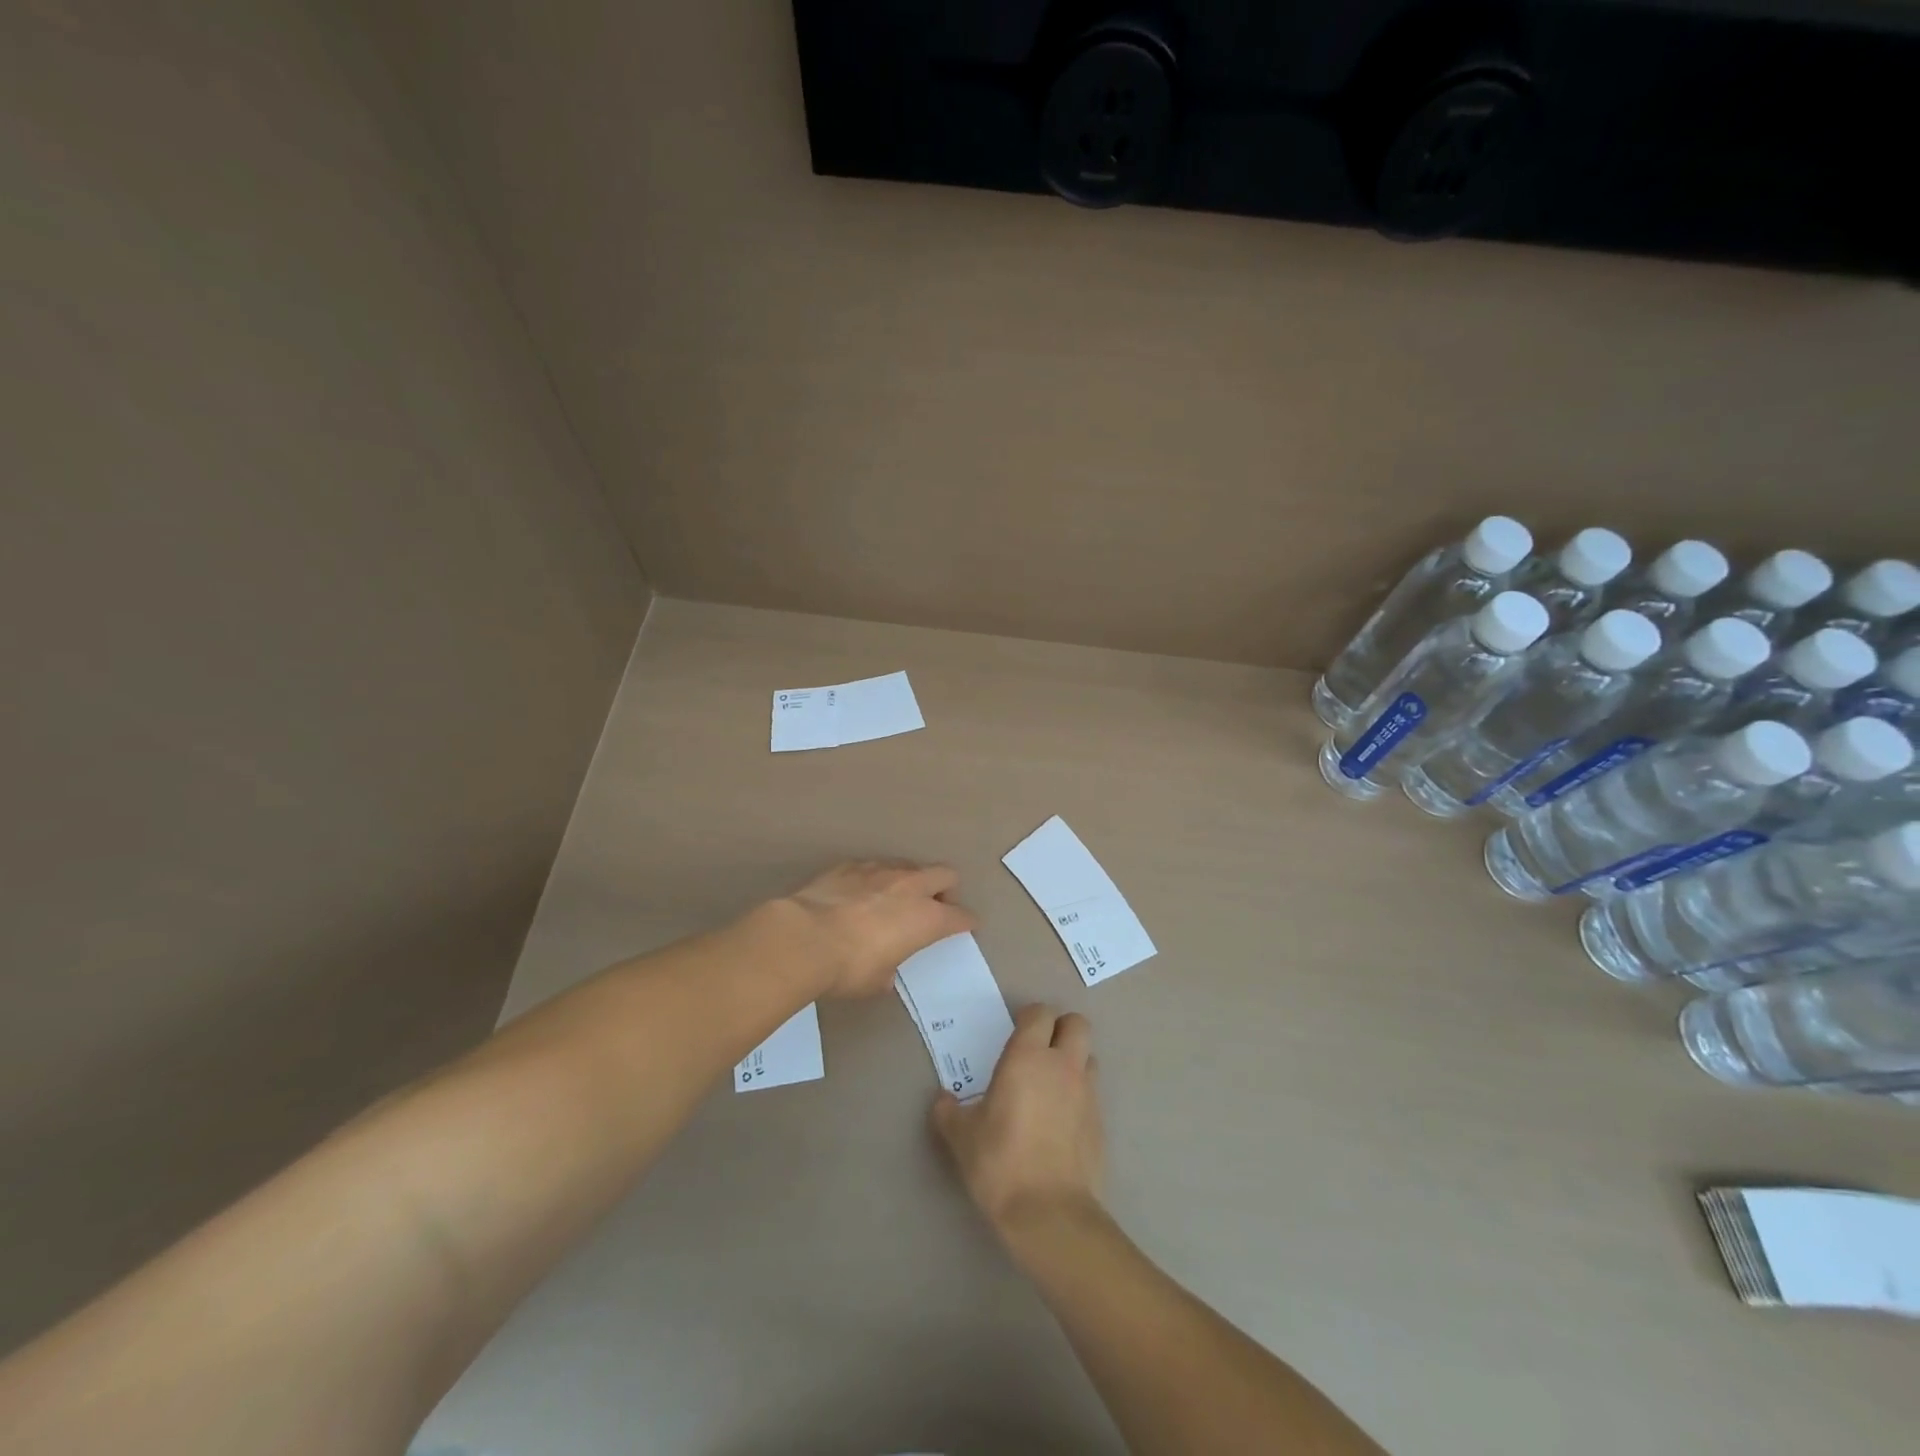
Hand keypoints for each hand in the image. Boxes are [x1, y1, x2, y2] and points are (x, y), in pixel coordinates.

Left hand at [779, 859, 975, 998]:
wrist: (804, 937)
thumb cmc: (849, 967)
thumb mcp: (877, 980)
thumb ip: (890, 968)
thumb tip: (885, 969)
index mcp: (926, 918)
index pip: (960, 916)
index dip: (967, 922)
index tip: (968, 926)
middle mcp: (910, 887)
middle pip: (945, 874)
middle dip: (947, 889)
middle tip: (937, 905)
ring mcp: (881, 870)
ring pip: (910, 865)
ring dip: (911, 880)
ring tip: (896, 897)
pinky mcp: (851, 865)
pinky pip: (875, 866)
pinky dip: (877, 878)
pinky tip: (862, 892)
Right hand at [932, 1005, 1104, 1236]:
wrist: (1049, 1213)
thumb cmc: (1000, 1162)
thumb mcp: (961, 1136)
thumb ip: (948, 1112)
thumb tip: (943, 1101)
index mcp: (1028, 1057)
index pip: (1040, 1013)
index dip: (1029, 1017)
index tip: (1015, 1034)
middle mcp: (1063, 1065)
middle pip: (1077, 1024)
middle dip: (1061, 1029)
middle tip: (1039, 1051)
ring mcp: (1087, 1093)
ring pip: (1089, 1057)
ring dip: (1074, 1061)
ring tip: (1051, 1086)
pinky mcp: (1101, 1123)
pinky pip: (1093, 1094)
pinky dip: (1079, 1097)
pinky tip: (1061, 1123)